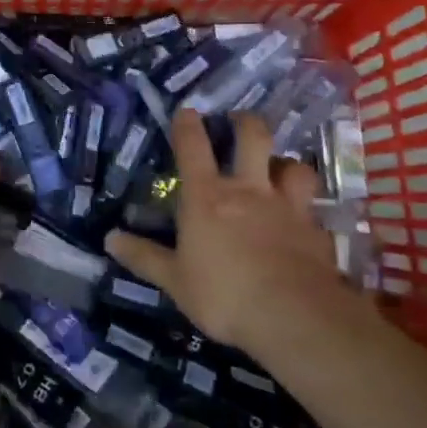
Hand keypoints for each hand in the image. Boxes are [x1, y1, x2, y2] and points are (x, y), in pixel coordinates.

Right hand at [106, 110, 339, 359]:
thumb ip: (144, 257)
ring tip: (281, 170)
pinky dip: (309, 215)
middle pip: (253, 138)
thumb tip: (109, 238)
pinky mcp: (316, 232)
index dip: (188, 124)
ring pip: (295, 167)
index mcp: (207, 197)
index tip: (187, 110)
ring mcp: (288, 208)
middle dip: (246, 123)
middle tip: (241, 121)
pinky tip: (306, 227)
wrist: (294, 317)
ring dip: (287, 164)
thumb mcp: (175, 281)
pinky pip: (314, 214)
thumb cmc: (224, 295)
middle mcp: (249, 191)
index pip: (193, 147)